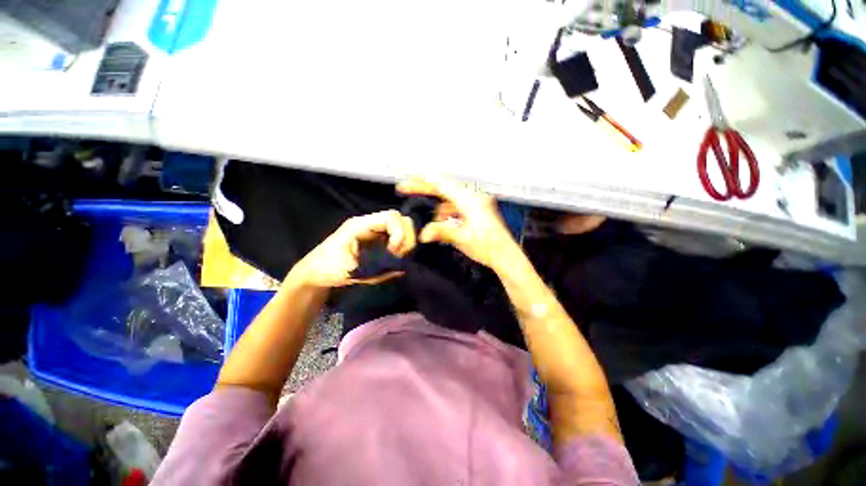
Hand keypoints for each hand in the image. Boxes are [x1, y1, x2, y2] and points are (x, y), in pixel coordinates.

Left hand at [289, 210, 416, 287]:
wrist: (315, 272)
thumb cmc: (326, 268)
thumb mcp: (350, 270)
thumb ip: (377, 268)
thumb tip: (401, 268)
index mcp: (360, 225)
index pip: (392, 217)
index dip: (400, 233)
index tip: (394, 252)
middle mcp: (371, 224)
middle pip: (402, 220)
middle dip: (406, 239)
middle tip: (398, 257)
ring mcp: (376, 232)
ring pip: (403, 229)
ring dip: (405, 245)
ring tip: (396, 260)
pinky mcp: (378, 241)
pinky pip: (398, 240)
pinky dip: (401, 250)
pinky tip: (393, 261)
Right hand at [397, 178, 517, 269]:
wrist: (505, 255)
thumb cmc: (488, 246)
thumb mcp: (461, 238)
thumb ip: (440, 231)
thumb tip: (423, 233)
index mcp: (469, 199)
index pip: (440, 185)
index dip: (420, 183)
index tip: (405, 184)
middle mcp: (473, 197)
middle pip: (443, 188)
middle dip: (425, 190)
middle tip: (407, 189)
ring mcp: (475, 203)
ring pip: (449, 199)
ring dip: (438, 208)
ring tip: (434, 223)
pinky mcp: (476, 211)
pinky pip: (456, 207)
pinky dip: (448, 213)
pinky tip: (446, 224)